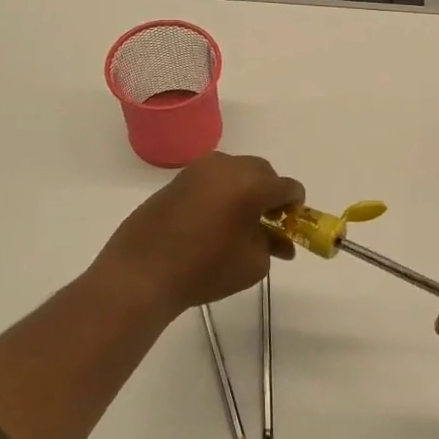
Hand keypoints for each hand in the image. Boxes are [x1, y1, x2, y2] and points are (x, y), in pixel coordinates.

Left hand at [91, 152, 303, 315]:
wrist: (142, 271)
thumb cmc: (205, 269)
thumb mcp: (252, 264)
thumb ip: (273, 245)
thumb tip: (280, 241)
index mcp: (252, 184)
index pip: (288, 187)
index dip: (296, 206)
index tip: (291, 226)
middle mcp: (227, 167)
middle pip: (263, 172)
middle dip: (270, 194)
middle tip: (267, 223)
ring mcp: (199, 169)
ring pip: (236, 171)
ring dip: (245, 190)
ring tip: (237, 222)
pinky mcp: (178, 178)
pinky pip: (212, 178)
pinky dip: (221, 192)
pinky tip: (213, 220)